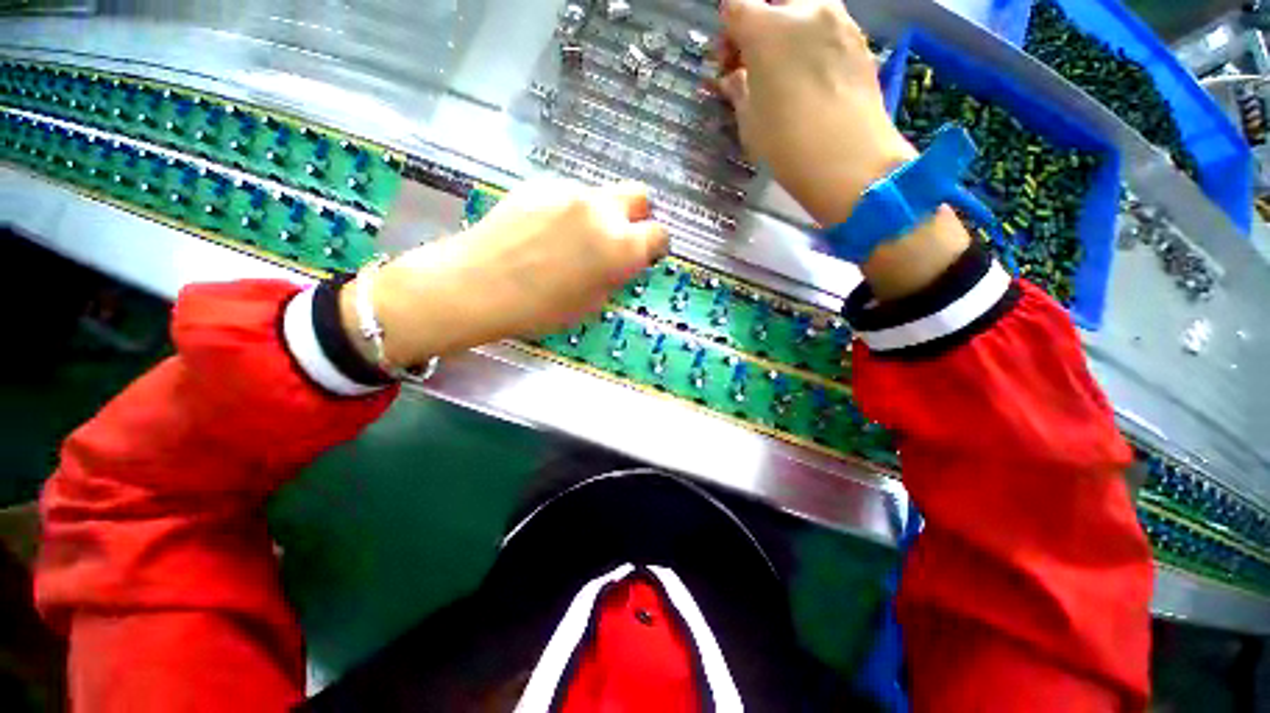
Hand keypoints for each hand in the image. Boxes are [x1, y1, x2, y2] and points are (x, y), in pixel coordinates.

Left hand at [341, 180, 668, 368]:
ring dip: (599, 214)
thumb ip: (615, 274)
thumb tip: (622, 260)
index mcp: (621, 245)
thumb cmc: (541, 308)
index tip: (645, 256)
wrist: (478, 285)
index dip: (655, 247)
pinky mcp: (540, 185)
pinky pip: (568, 195)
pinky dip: (569, 210)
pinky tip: (545, 232)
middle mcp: (602, 210)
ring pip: (601, 196)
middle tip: (618, 239)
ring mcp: (570, 192)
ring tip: (573, 239)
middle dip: (636, 217)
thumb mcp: (592, 302)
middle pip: (638, 196)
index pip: (659, 234)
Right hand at [716, 0, 915, 226]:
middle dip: (759, 23)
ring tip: (786, 72)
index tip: (728, 63)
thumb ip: (738, 90)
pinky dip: (813, 44)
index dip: (727, 33)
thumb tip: (734, 78)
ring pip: (805, 10)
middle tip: (756, 60)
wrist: (849, 159)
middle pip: (774, 0)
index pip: (735, 7)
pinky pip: (828, 29)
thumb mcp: (749, 122)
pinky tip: (812, 79)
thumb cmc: (786, 144)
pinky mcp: (860, 40)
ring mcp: (838, 21)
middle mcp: (804, 10)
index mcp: (766, 29)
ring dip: (789, 32)